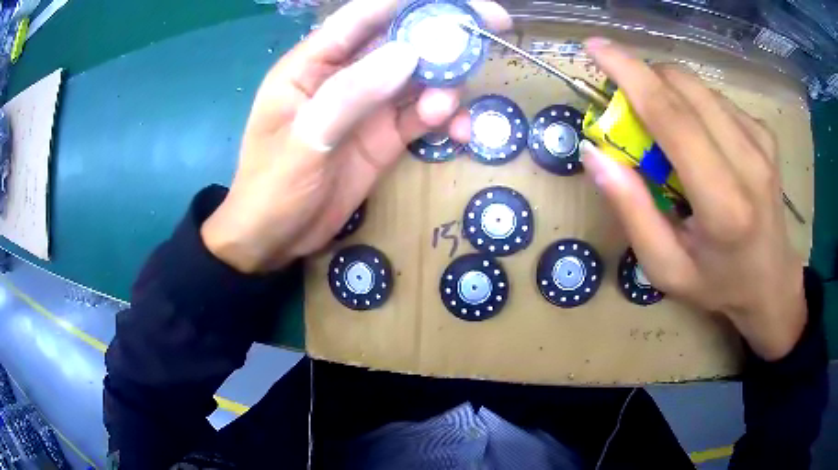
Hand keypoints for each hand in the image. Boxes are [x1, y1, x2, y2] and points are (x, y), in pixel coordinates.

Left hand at [201, 0, 511, 272]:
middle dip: (445, 35)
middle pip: (401, 41)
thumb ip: (352, 94)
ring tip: (449, 108)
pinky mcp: (384, 136)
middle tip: (493, 30)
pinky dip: (444, 118)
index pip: (364, 16)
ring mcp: (368, 106)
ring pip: (418, 77)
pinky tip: (458, 132)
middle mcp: (344, 76)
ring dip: (446, 83)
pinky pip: (422, 116)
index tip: (458, 3)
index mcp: (312, 64)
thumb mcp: (304, 140)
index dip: (410, 3)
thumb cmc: (271, 187)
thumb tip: (409, 54)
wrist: (275, 239)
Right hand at [580, 39, 805, 360]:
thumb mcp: (665, 266)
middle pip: (684, 87)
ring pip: (699, 87)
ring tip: (668, 134)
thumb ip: (632, 210)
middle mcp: (749, 161)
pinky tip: (700, 139)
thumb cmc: (717, 282)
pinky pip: (716, 98)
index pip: (673, 117)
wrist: (771, 281)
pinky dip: (694, 106)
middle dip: (645, 81)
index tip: (595, 48)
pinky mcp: (765, 133)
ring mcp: (761, 141)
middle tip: (628, 110)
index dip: (630, 74)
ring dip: (669, 94)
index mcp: (723, 203)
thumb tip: (595, 153)